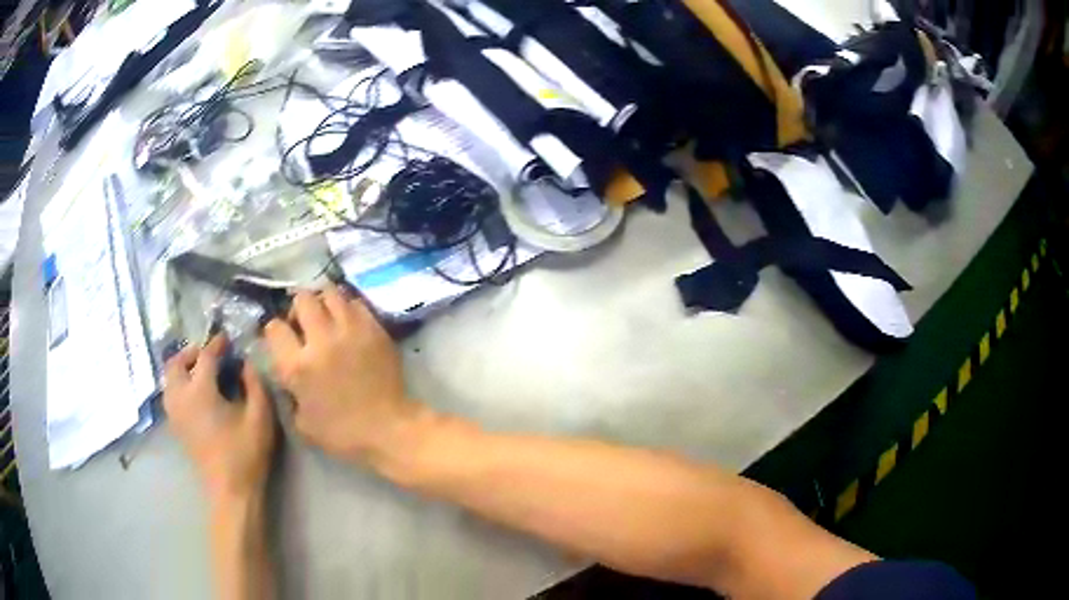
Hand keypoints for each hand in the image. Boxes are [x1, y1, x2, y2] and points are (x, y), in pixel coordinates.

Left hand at [163, 336, 276, 502]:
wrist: (230, 491)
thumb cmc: (246, 453)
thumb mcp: (260, 417)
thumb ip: (254, 384)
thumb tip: (245, 364)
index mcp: (200, 391)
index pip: (205, 356)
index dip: (217, 344)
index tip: (227, 338)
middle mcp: (180, 396)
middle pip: (176, 362)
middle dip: (192, 352)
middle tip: (209, 354)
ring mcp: (174, 412)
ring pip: (169, 378)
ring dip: (183, 368)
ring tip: (201, 371)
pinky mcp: (175, 425)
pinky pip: (170, 393)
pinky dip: (179, 383)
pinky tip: (196, 393)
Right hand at [262, 286, 412, 463]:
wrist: (389, 429)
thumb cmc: (343, 434)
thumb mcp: (301, 423)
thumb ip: (289, 392)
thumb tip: (287, 371)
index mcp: (298, 366)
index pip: (274, 328)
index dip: (274, 332)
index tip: (281, 339)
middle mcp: (321, 340)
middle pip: (302, 299)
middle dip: (297, 309)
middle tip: (303, 323)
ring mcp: (351, 330)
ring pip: (330, 293)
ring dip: (323, 302)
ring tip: (326, 318)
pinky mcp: (374, 328)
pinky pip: (355, 303)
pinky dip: (347, 308)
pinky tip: (348, 323)